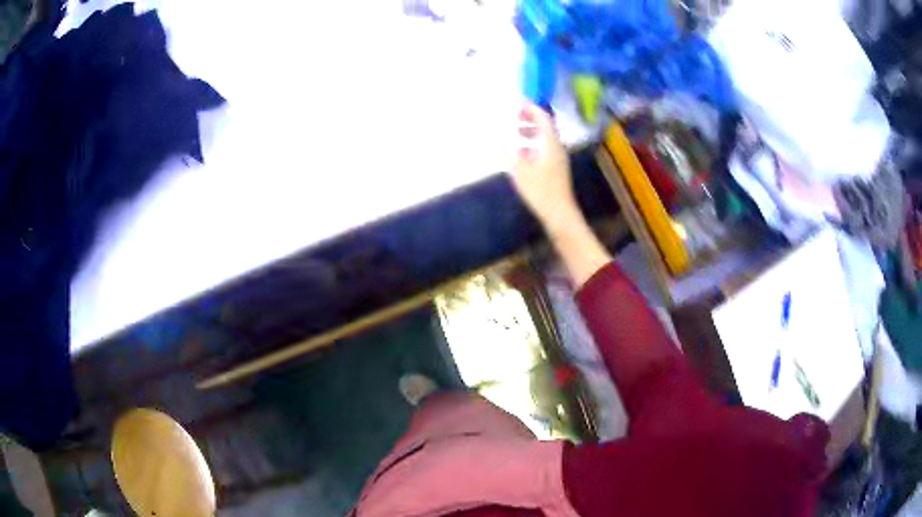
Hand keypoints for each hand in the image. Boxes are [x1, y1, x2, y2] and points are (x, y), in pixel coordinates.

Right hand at [509, 104, 578, 232]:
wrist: (560, 214)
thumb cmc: (541, 192)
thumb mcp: (520, 172)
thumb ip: (508, 153)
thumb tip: (495, 138)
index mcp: (550, 144)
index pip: (544, 118)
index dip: (532, 108)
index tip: (519, 101)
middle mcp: (557, 148)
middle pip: (546, 126)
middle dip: (531, 118)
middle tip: (516, 114)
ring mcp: (558, 159)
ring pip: (545, 138)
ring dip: (532, 131)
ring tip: (517, 132)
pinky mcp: (556, 169)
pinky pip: (545, 149)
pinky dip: (533, 145)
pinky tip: (522, 153)